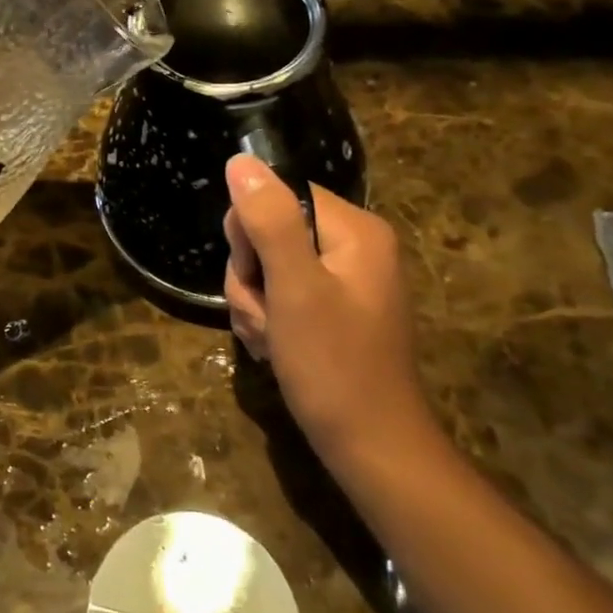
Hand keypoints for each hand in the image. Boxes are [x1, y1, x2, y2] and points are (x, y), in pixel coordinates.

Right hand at [223, 155, 428, 470]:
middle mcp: (352, 246)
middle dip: (251, 276)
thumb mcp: (295, 289)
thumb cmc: (334, 367)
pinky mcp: (331, 309)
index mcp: (354, 230)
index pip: (278, 195)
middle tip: (266, 316)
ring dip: (254, 304)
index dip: (251, 232)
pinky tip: (275, 349)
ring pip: (267, 266)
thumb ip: (268, 221)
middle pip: (269, 231)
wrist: (371, 451)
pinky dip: (268, 320)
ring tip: (272, 340)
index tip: (256, 276)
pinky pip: (280, 294)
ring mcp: (342, 280)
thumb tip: (240, 162)